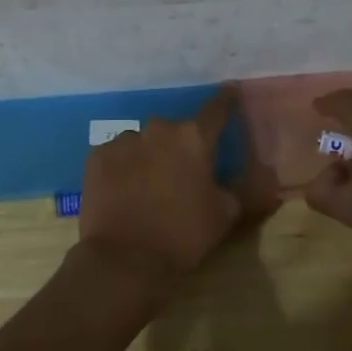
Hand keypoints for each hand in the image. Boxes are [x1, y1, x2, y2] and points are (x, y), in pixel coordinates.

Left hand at [78, 88, 275, 292]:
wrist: (124, 260)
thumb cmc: (183, 235)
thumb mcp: (224, 214)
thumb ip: (239, 188)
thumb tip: (254, 179)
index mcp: (195, 138)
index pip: (217, 108)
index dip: (226, 100)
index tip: (230, 90)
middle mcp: (159, 129)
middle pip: (175, 131)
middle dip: (179, 146)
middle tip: (180, 173)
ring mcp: (124, 140)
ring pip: (143, 142)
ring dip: (148, 157)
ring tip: (147, 187)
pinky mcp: (96, 156)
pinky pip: (116, 155)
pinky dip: (122, 167)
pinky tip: (123, 191)